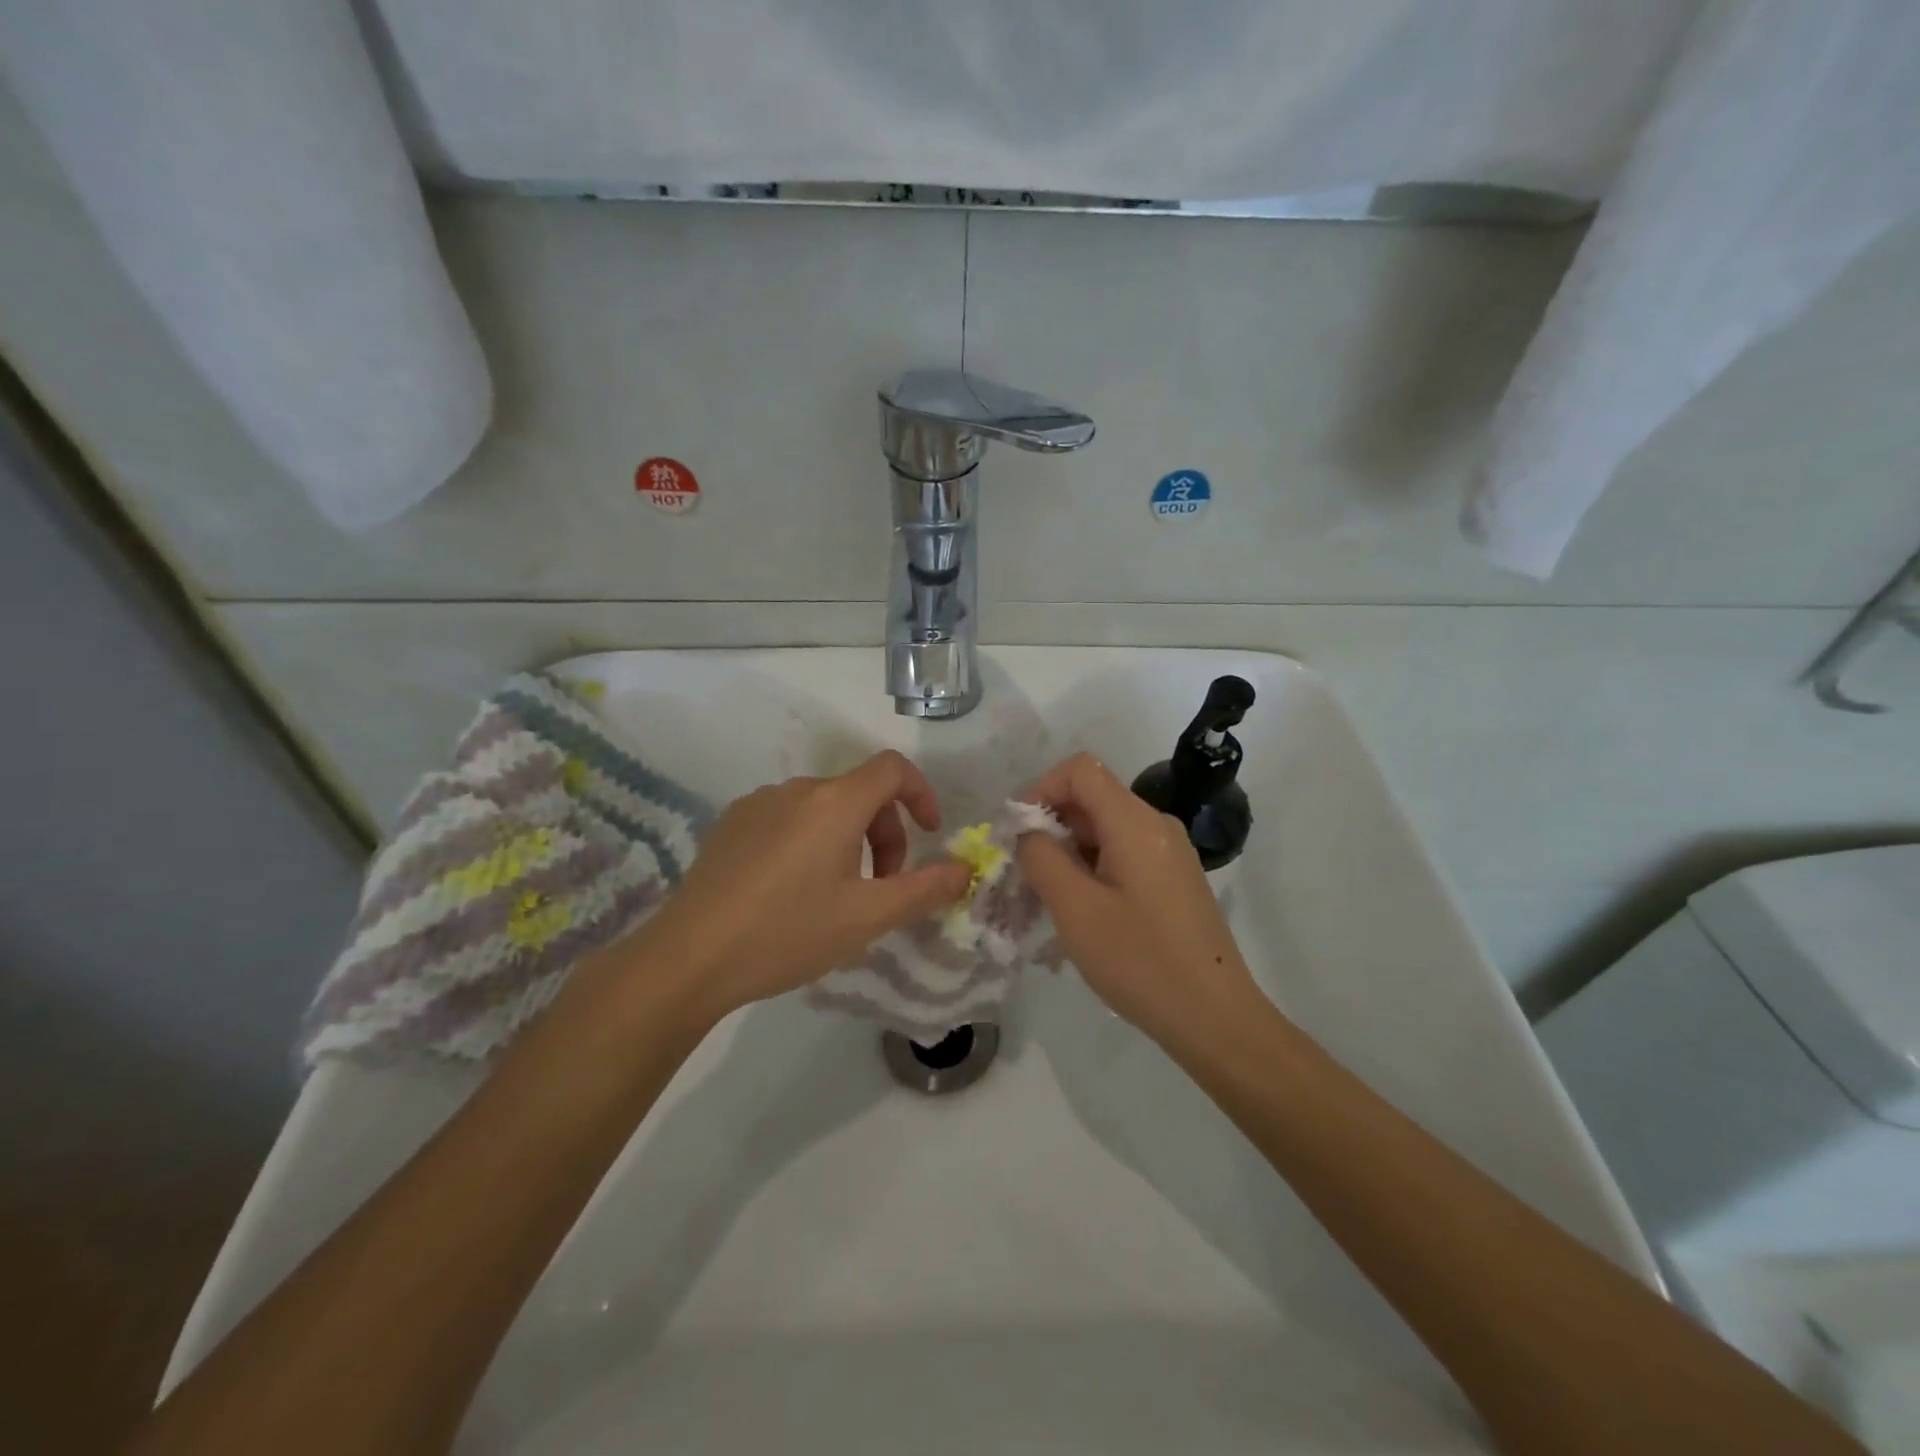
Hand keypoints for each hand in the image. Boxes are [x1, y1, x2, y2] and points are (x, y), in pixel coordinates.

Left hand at [623, 751, 971, 1024]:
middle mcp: (797, 789)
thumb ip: (924, 889)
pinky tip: (791, 892)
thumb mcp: (867, 917)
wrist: (688, 958)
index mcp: (835, 802)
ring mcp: (758, 803)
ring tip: (836, 896)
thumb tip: (964, 869)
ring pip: (824, 809)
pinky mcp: (731, 824)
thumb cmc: (788, 933)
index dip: (922, 794)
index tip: (930, 834)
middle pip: (860, 793)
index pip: (893, 768)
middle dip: (885, 834)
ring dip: (847, 841)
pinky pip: (788, 819)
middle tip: (881, 888)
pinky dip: (810, 842)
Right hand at [1017, 752, 1262, 1042]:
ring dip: (1068, 852)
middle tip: (1023, 872)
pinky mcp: (1173, 879)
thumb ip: (1043, 858)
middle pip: (1092, 798)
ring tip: (1046, 899)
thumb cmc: (1140, 961)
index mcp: (1135, 822)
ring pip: (1104, 829)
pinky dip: (1091, 869)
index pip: (1080, 770)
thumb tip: (1030, 832)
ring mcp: (1169, 852)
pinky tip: (1079, 913)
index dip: (1040, 788)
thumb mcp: (1076, 909)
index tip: (1017, 832)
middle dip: (1050, 825)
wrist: (1215, 1017)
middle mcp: (1156, 825)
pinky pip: (1122, 854)